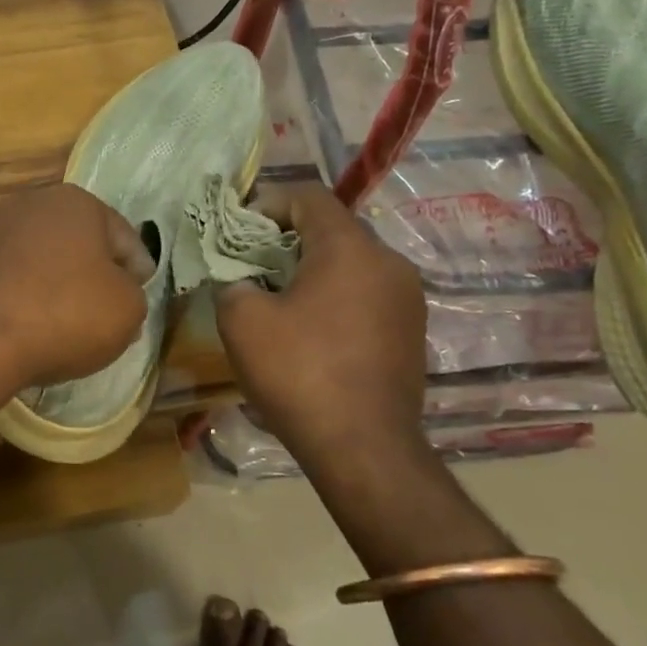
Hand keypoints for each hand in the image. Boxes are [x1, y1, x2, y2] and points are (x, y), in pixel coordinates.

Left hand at [0, 184, 153, 392]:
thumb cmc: (64, 314)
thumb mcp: (127, 309)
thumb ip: (133, 293)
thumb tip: (117, 292)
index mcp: (76, 202)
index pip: (123, 237)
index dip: (137, 269)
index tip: (140, 294)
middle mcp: (31, 204)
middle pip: (79, 243)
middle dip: (94, 273)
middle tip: (107, 309)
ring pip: (42, 259)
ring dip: (57, 283)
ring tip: (67, 322)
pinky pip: (11, 278)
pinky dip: (24, 296)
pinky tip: (30, 324)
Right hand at [213, 183, 428, 469]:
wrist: (364, 448)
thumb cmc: (300, 373)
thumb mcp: (243, 322)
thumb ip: (233, 284)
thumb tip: (241, 283)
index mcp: (350, 248)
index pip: (309, 197)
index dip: (268, 203)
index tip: (238, 230)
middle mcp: (389, 262)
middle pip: (333, 229)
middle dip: (288, 239)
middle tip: (252, 265)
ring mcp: (408, 299)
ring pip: (352, 264)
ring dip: (313, 270)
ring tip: (278, 299)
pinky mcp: (413, 332)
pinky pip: (367, 295)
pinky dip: (336, 298)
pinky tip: (310, 330)